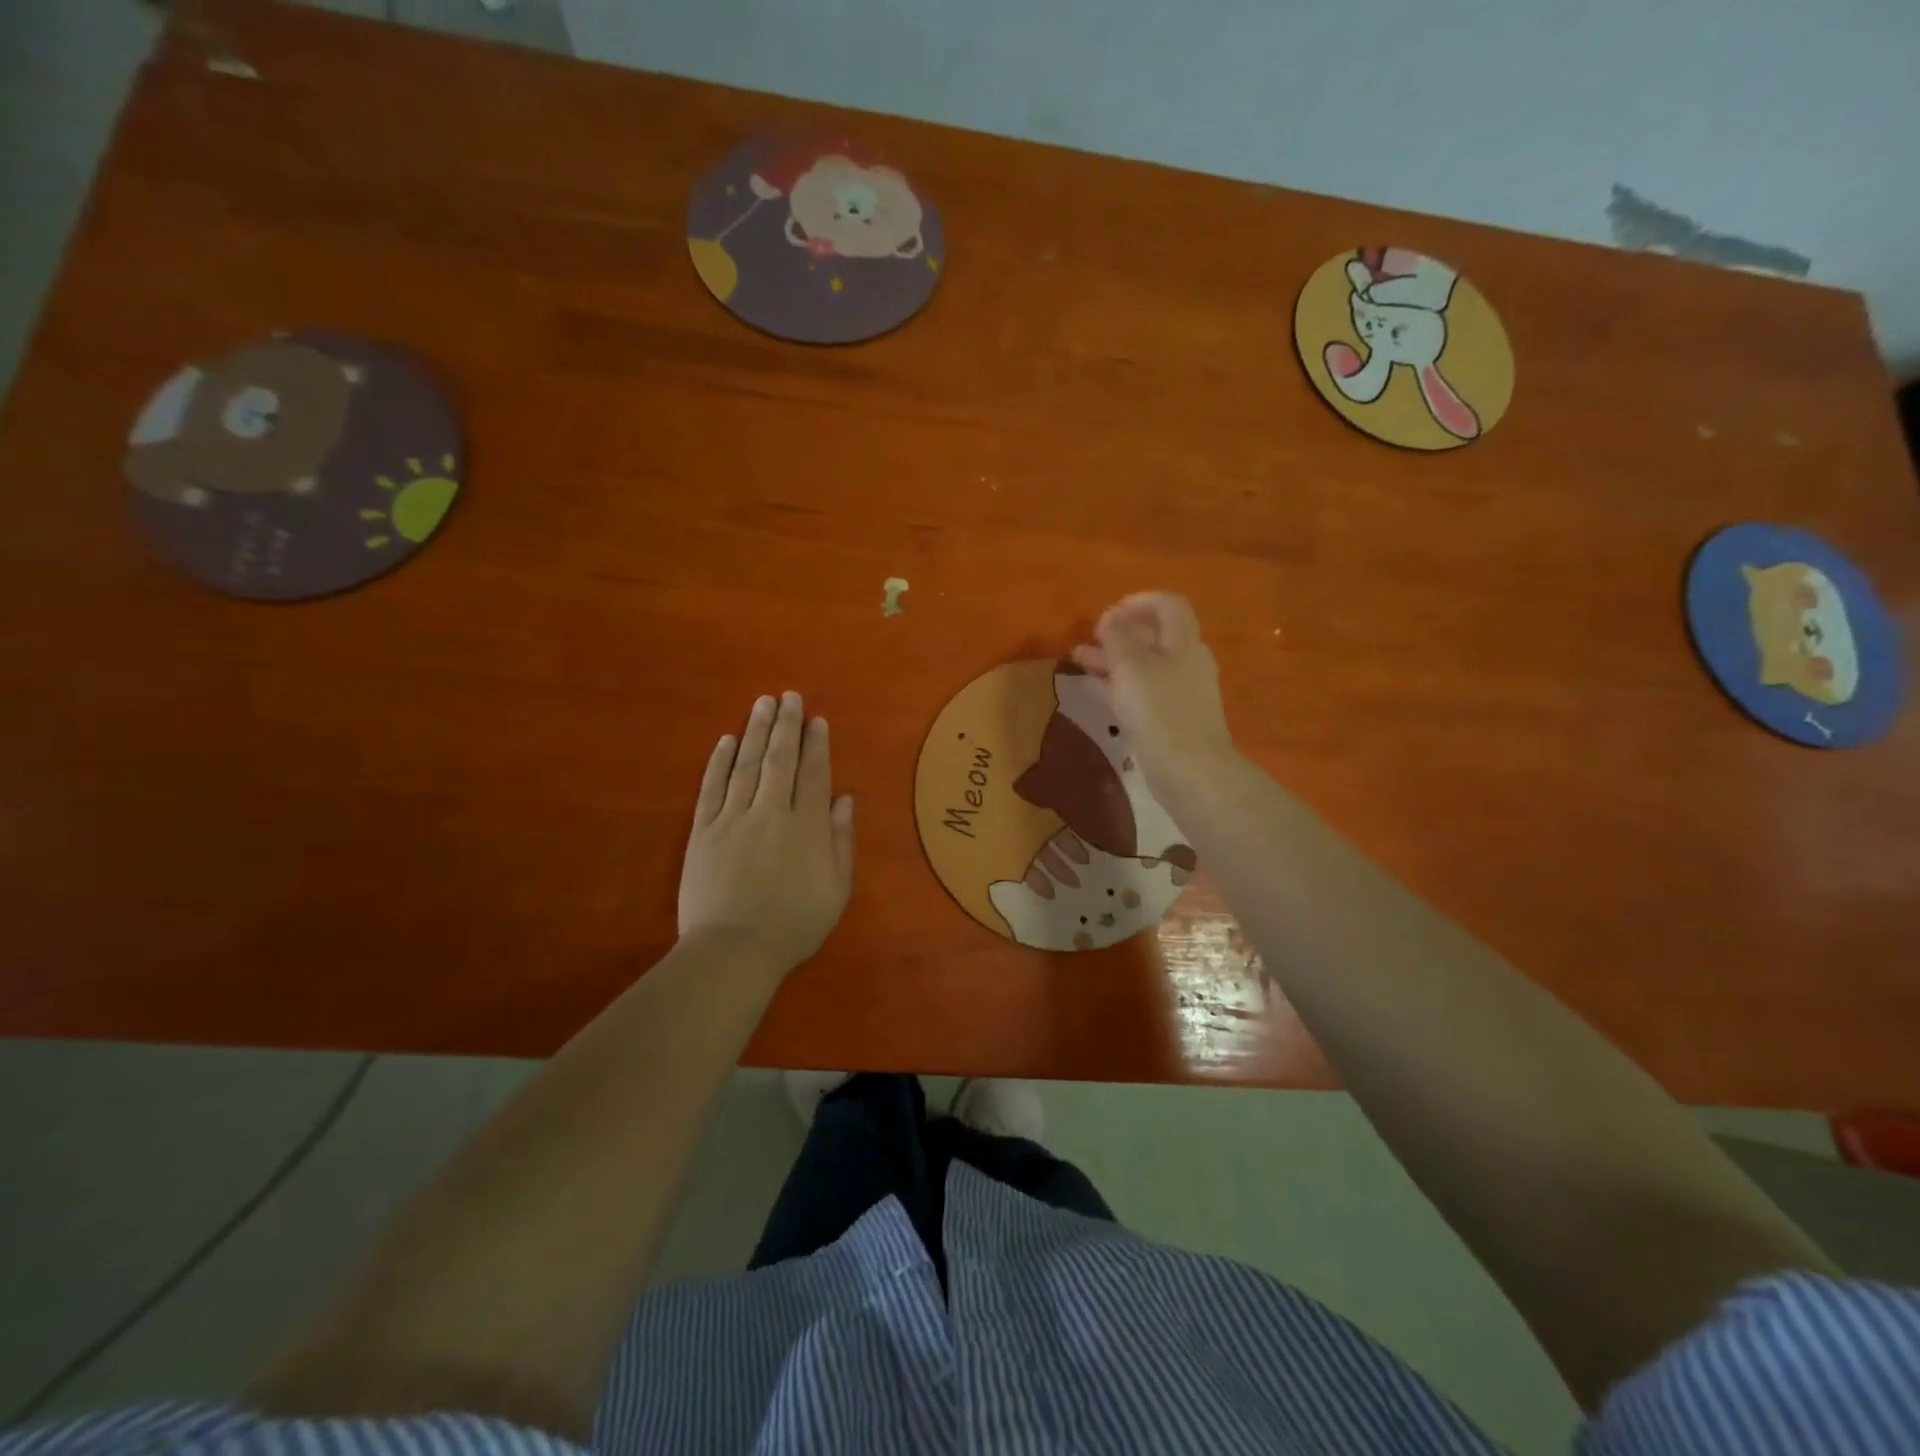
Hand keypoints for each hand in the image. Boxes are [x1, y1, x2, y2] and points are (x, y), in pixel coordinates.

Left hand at [678, 692, 854, 977]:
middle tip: (788, 697)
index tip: (816, 719)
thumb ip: (841, 840)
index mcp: (806, 826)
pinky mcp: (703, 831)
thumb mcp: (836, 889)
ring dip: (755, 732)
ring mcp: (732, 818)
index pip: (813, 773)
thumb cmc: (793, 925)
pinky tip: (725, 740)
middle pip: (778, 759)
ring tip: (762, 704)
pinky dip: (718, 762)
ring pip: (745, 765)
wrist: (733, 951)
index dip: (816, 744)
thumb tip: (844, 798)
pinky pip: (711, 788)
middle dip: (785, 725)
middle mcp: (770, 812)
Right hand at [1071, 592, 1237, 800]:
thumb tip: (1110, 617)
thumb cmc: (1160, 711)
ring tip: (1077, 659)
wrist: (1189, 770)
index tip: (1110, 611)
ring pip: (1142, 666)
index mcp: (1183, 643)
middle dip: (1118, 633)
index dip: (1140, 602)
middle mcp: (1185, 663)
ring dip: (1111, 659)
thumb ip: (1117, 637)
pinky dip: (1116, 685)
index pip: (1169, 606)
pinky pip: (1140, 692)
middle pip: (1153, 637)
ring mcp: (1178, 693)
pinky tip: (1091, 687)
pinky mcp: (1169, 719)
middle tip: (1088, 637)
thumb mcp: (1131, 667)